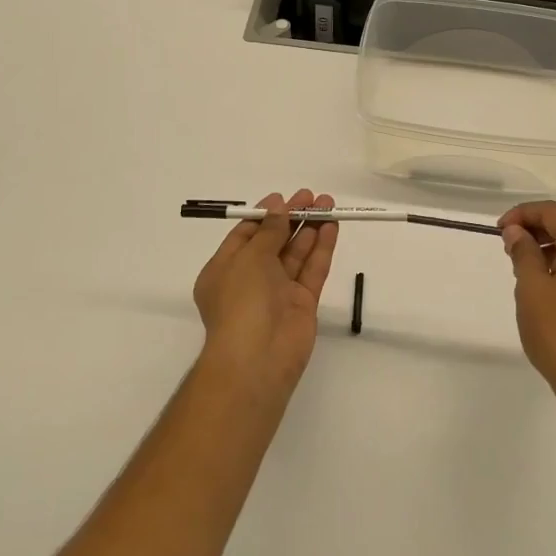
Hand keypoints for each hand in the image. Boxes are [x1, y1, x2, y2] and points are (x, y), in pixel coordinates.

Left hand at [192, 190, 337, 394]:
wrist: (257, 358)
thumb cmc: (241, 301)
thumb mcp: (249, 257)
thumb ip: (269, 231)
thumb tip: (279, 207)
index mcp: (224, 270)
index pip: (245, 236)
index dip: (265, 215)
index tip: (284, 197)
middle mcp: (250, 280)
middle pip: (274, 242)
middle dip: (292, 218)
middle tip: (312, 196)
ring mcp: (278, 293)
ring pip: (296, 254)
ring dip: (310, 228)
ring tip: (328, 204)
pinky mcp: (302, 304)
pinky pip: (312, 270)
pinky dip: (321, 248)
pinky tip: (331, 226)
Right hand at [500, 202, 555, 421]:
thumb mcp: (531, 288)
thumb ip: (524, 252)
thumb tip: (518, 232)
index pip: (554, 212)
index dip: (524, 214)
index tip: (500, 230)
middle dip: (538, 229)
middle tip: (509, 245)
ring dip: (552, 247)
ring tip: (525, 266)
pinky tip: (549, 285)